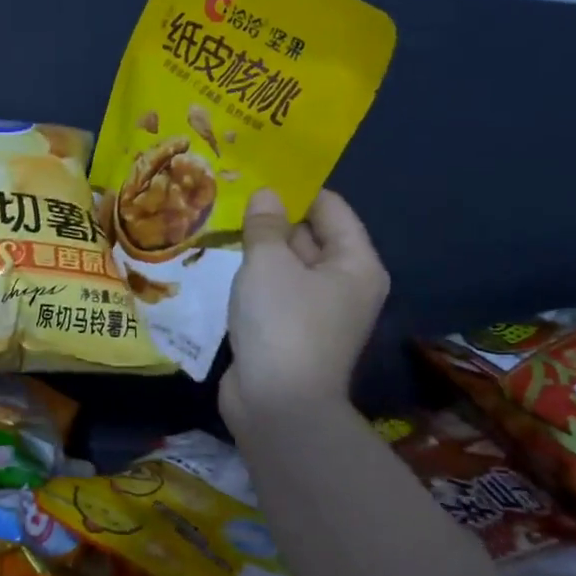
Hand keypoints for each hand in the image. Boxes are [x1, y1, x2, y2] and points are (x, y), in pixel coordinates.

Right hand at [220, 189, 388, 438]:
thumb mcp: (269, 264)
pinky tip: (222, 261)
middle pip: (310, 235)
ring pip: (287, 265)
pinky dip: (253, 277)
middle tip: (232, 191)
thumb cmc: (282, 323)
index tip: (259, 170)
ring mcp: (316, 310)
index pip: (331, 207)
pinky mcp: (290, 331)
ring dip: (258, 248)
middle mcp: (343, 284)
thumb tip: (266, 195)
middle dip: (273, 216)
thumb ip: (265, 225)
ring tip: (220, 220)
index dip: (297, 187)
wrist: (278, 406)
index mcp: (354, 263)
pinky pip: (273, 290)